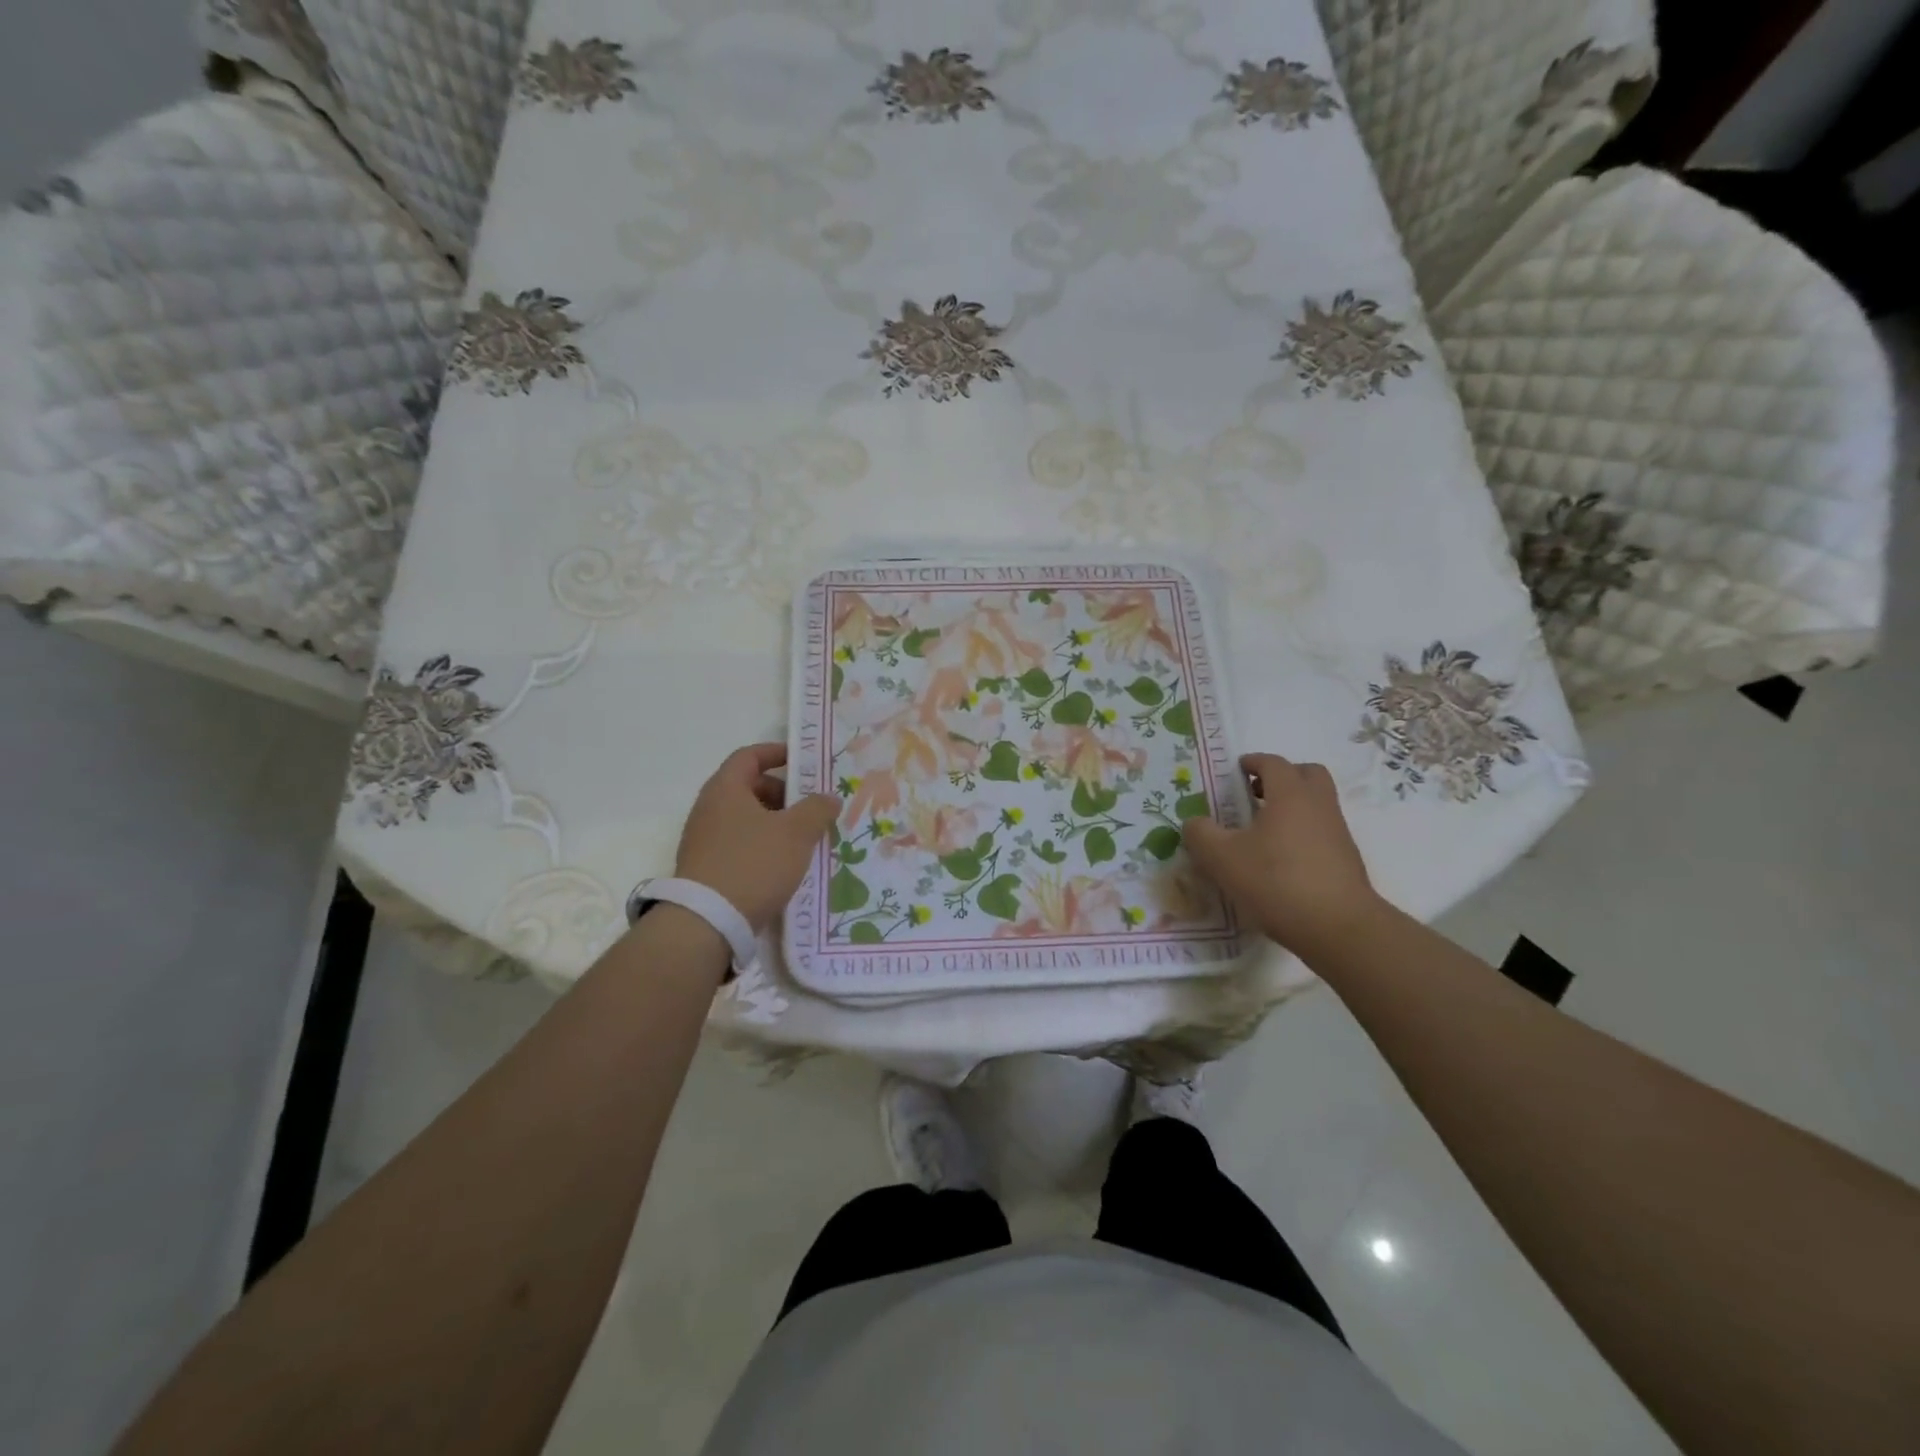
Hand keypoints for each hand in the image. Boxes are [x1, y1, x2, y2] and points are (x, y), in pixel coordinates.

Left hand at [675, 744, 840, 933]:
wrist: (707, 922)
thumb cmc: (754, 863)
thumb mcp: (796, 833)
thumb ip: (817, 809)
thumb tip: (829, 797)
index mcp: (725, 789)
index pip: (749, 756)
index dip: (776, 753)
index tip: (803, 761)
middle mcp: (708, 808)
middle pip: (748, 787)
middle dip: (782, 793)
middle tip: (810, 806)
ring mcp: (703, 840)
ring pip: (745, 818)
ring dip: (774, 822)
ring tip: (803, 838)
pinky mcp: (706, 868)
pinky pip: (739, 844)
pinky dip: (762, 845)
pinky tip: (784, 864)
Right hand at [1183, 753, 1381, 956]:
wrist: (1338, 927)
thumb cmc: (1276, 881)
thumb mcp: (1222, 858)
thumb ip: (1201, 834)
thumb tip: (1195, 823)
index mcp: (1290, 795)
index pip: (1273, 763)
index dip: (1253, 762)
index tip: (1236, 770)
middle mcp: (1318, 805)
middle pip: (1307, 774)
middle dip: (1282, 777)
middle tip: (1256, 793)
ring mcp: (1337, 833)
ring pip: (1316, 804)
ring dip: (1292, 807)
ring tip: (1262, 831)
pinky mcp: (1345, 860)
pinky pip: (1321, 831)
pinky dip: (1302, 833)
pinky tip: (1280, 860)